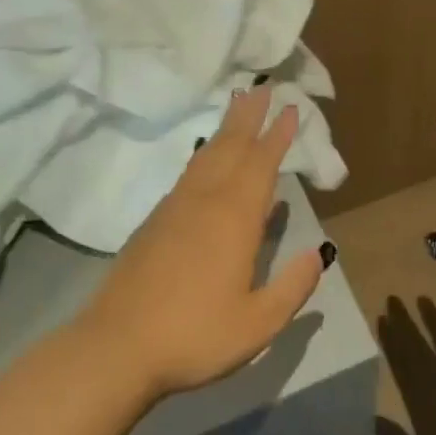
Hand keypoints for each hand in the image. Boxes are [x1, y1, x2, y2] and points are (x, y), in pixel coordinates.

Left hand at [77, 87, 327, 398]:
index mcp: (235, 218)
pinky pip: (189, 172)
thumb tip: (319, 252)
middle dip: (250, 116)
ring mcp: (176, 207)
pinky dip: (205, 153)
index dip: (278, 135)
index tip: (290, 108)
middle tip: (263, 87)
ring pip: (208, 154)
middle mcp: (206, 200)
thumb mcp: (258, 323)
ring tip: (237, 105)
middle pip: (232, 146)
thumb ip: (293, 286)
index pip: (262, 164)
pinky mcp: (155, 220)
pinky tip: (207, 157)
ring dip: (227, 127)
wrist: (116, 347)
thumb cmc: (194, 334)